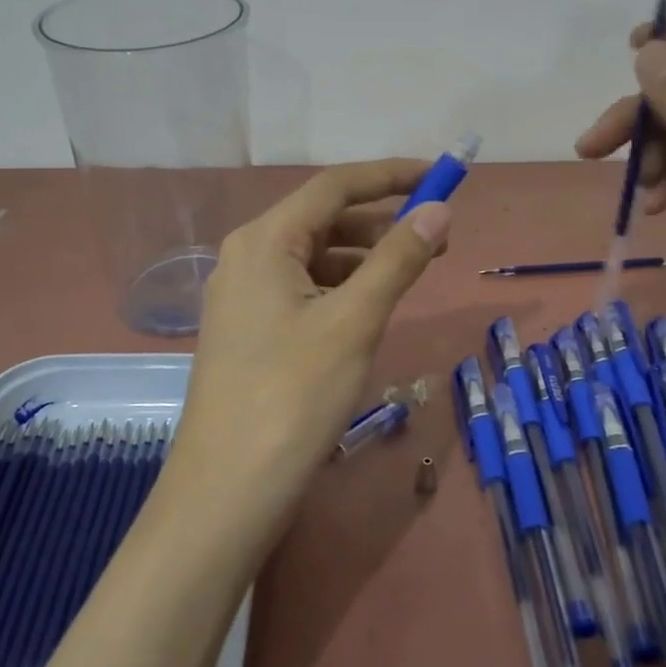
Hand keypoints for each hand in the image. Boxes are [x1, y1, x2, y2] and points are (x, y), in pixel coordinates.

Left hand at [166, 160, 450, 540]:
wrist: (227, 491)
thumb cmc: (293, 396)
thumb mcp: (354, 321)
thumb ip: (397, 259)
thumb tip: (438, 210)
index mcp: (264, 240)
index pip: (335, 186)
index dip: (390, 175)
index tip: (439, 175)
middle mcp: (246, 256)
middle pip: (323, 219)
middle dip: (381, 221)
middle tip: (437, 237)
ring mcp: (243, 296)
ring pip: (313, 257)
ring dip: (363, 257)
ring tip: (412, 272)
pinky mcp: (248, 330)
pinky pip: (302, 290)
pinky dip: (340, 288)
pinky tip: (368, 307)